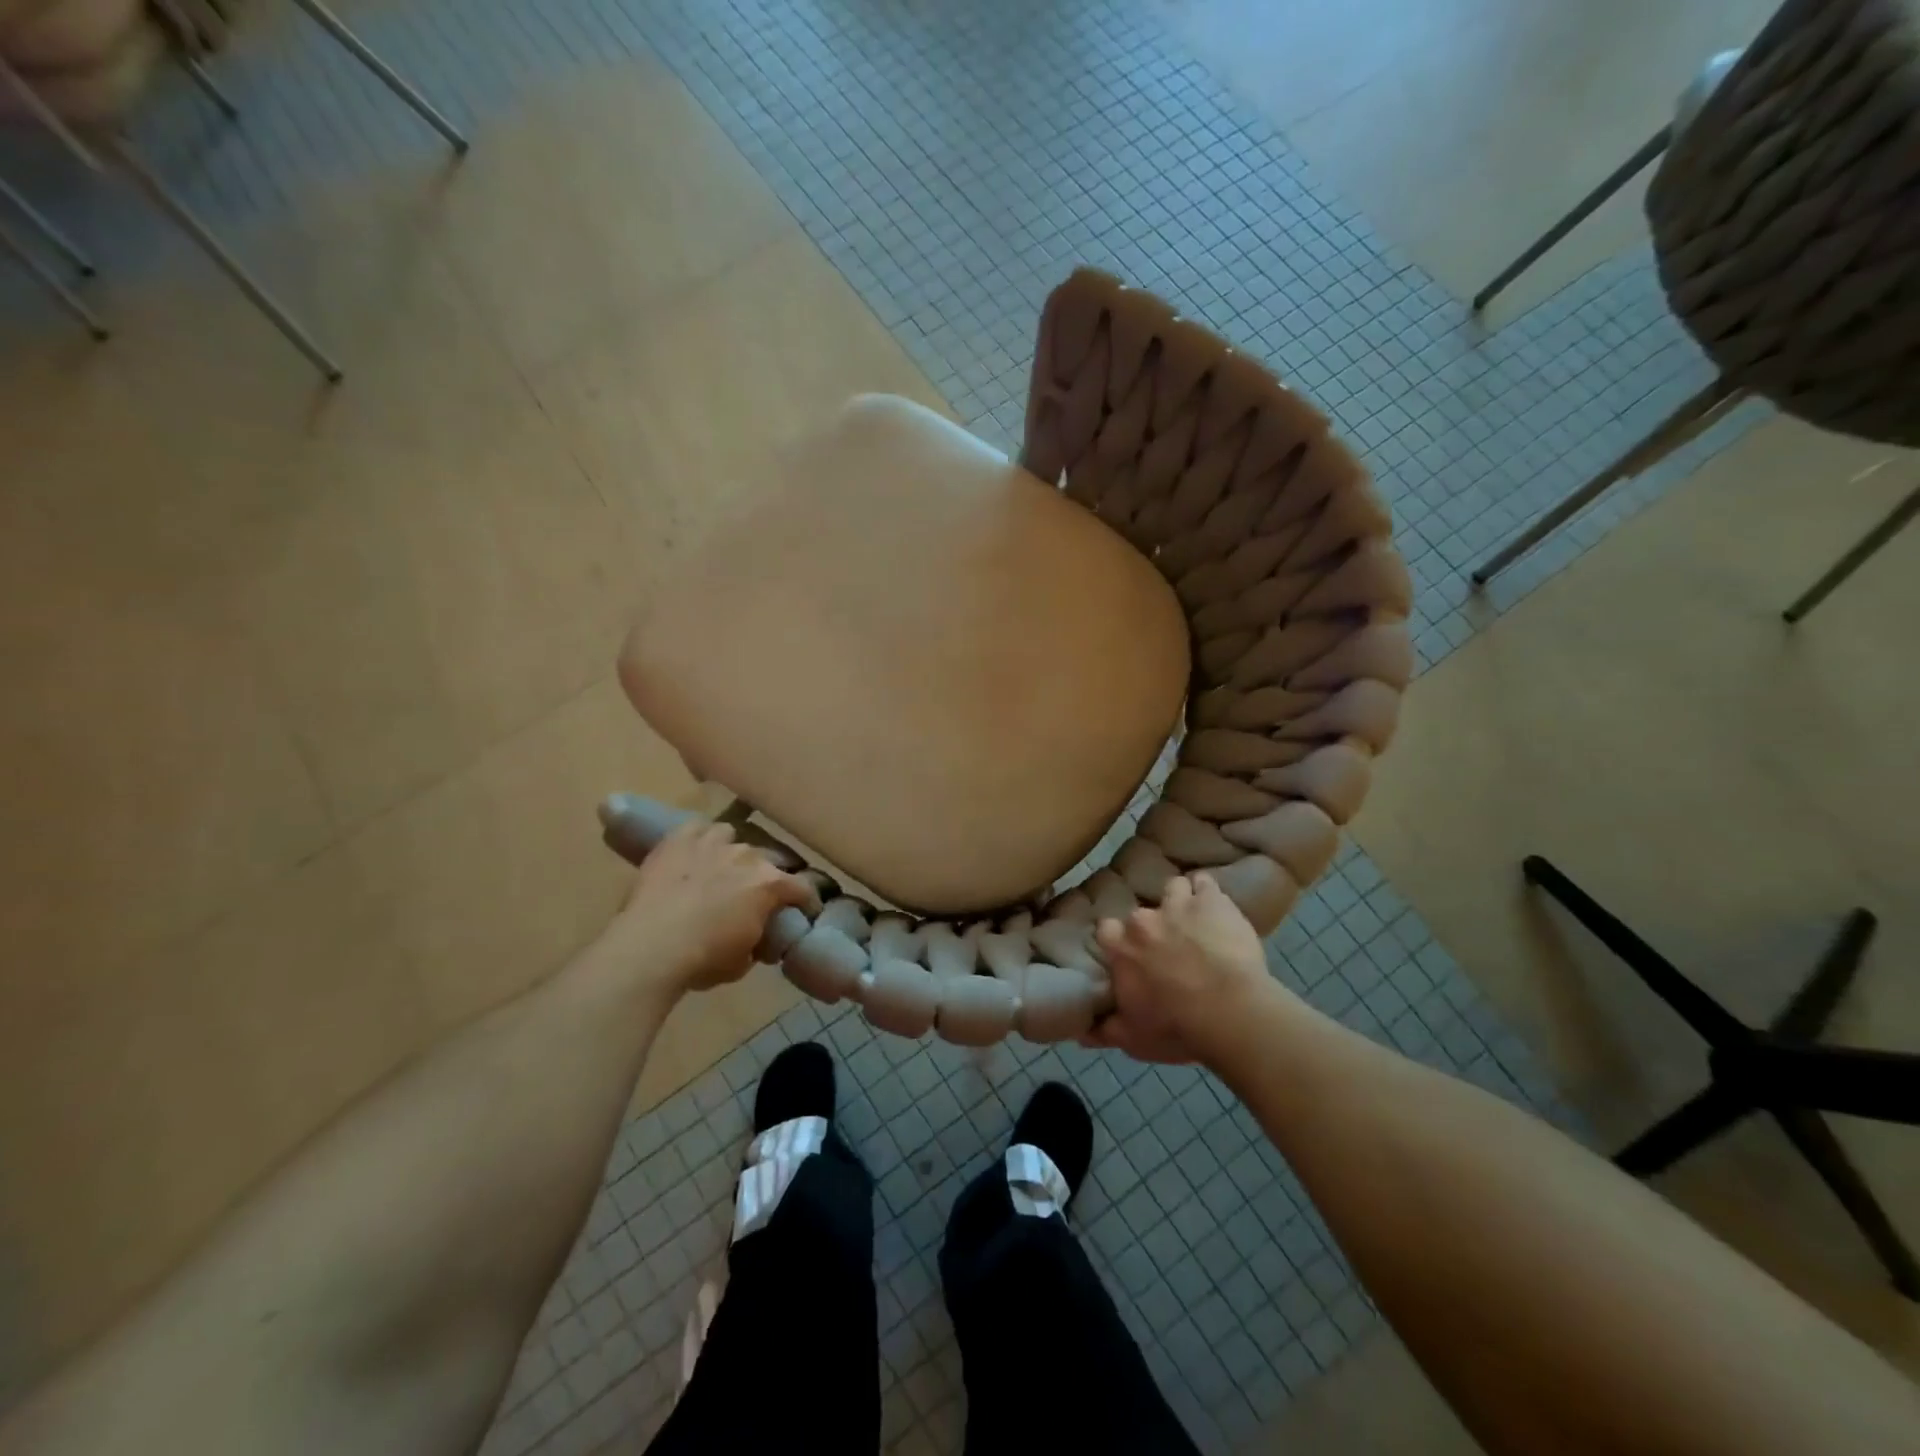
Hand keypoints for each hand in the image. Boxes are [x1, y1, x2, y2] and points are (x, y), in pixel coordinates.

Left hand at [608, 821, 819, 994]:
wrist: (650, 948)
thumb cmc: (703, 960)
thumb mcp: (742, 962)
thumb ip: (756, 941)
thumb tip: (756, 937)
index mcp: (769, 885)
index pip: (802, 888)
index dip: (806, 901)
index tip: (804, 911)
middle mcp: (747, 856)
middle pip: (767, 860)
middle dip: (765, 876)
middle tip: (754, 895)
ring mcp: (713, 843)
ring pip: (732, 836)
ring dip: (731, 852)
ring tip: (721, 868)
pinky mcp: (679, 839)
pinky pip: (697, 827)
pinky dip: (699, 838)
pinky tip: (693, 851)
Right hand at [1085, 873, 1289, 1065]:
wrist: (1231, 1013)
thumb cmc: (1177, 1029)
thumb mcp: (1133, 1040)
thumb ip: (1104, 1030)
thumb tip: (1078, 1031)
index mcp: (1121, 948)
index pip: (1106, 930)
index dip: (1118, 940)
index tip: (1130, 954)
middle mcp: (1143, 920)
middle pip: (1141, 914)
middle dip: (1151, 927)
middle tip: (1169, 947)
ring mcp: (1177, 905)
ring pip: (1173, 888)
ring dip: (1180, 901)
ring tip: (1193, 919)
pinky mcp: (1211, 901)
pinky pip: (1205, 884)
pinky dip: (1207, 893)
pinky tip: (1216, 907)